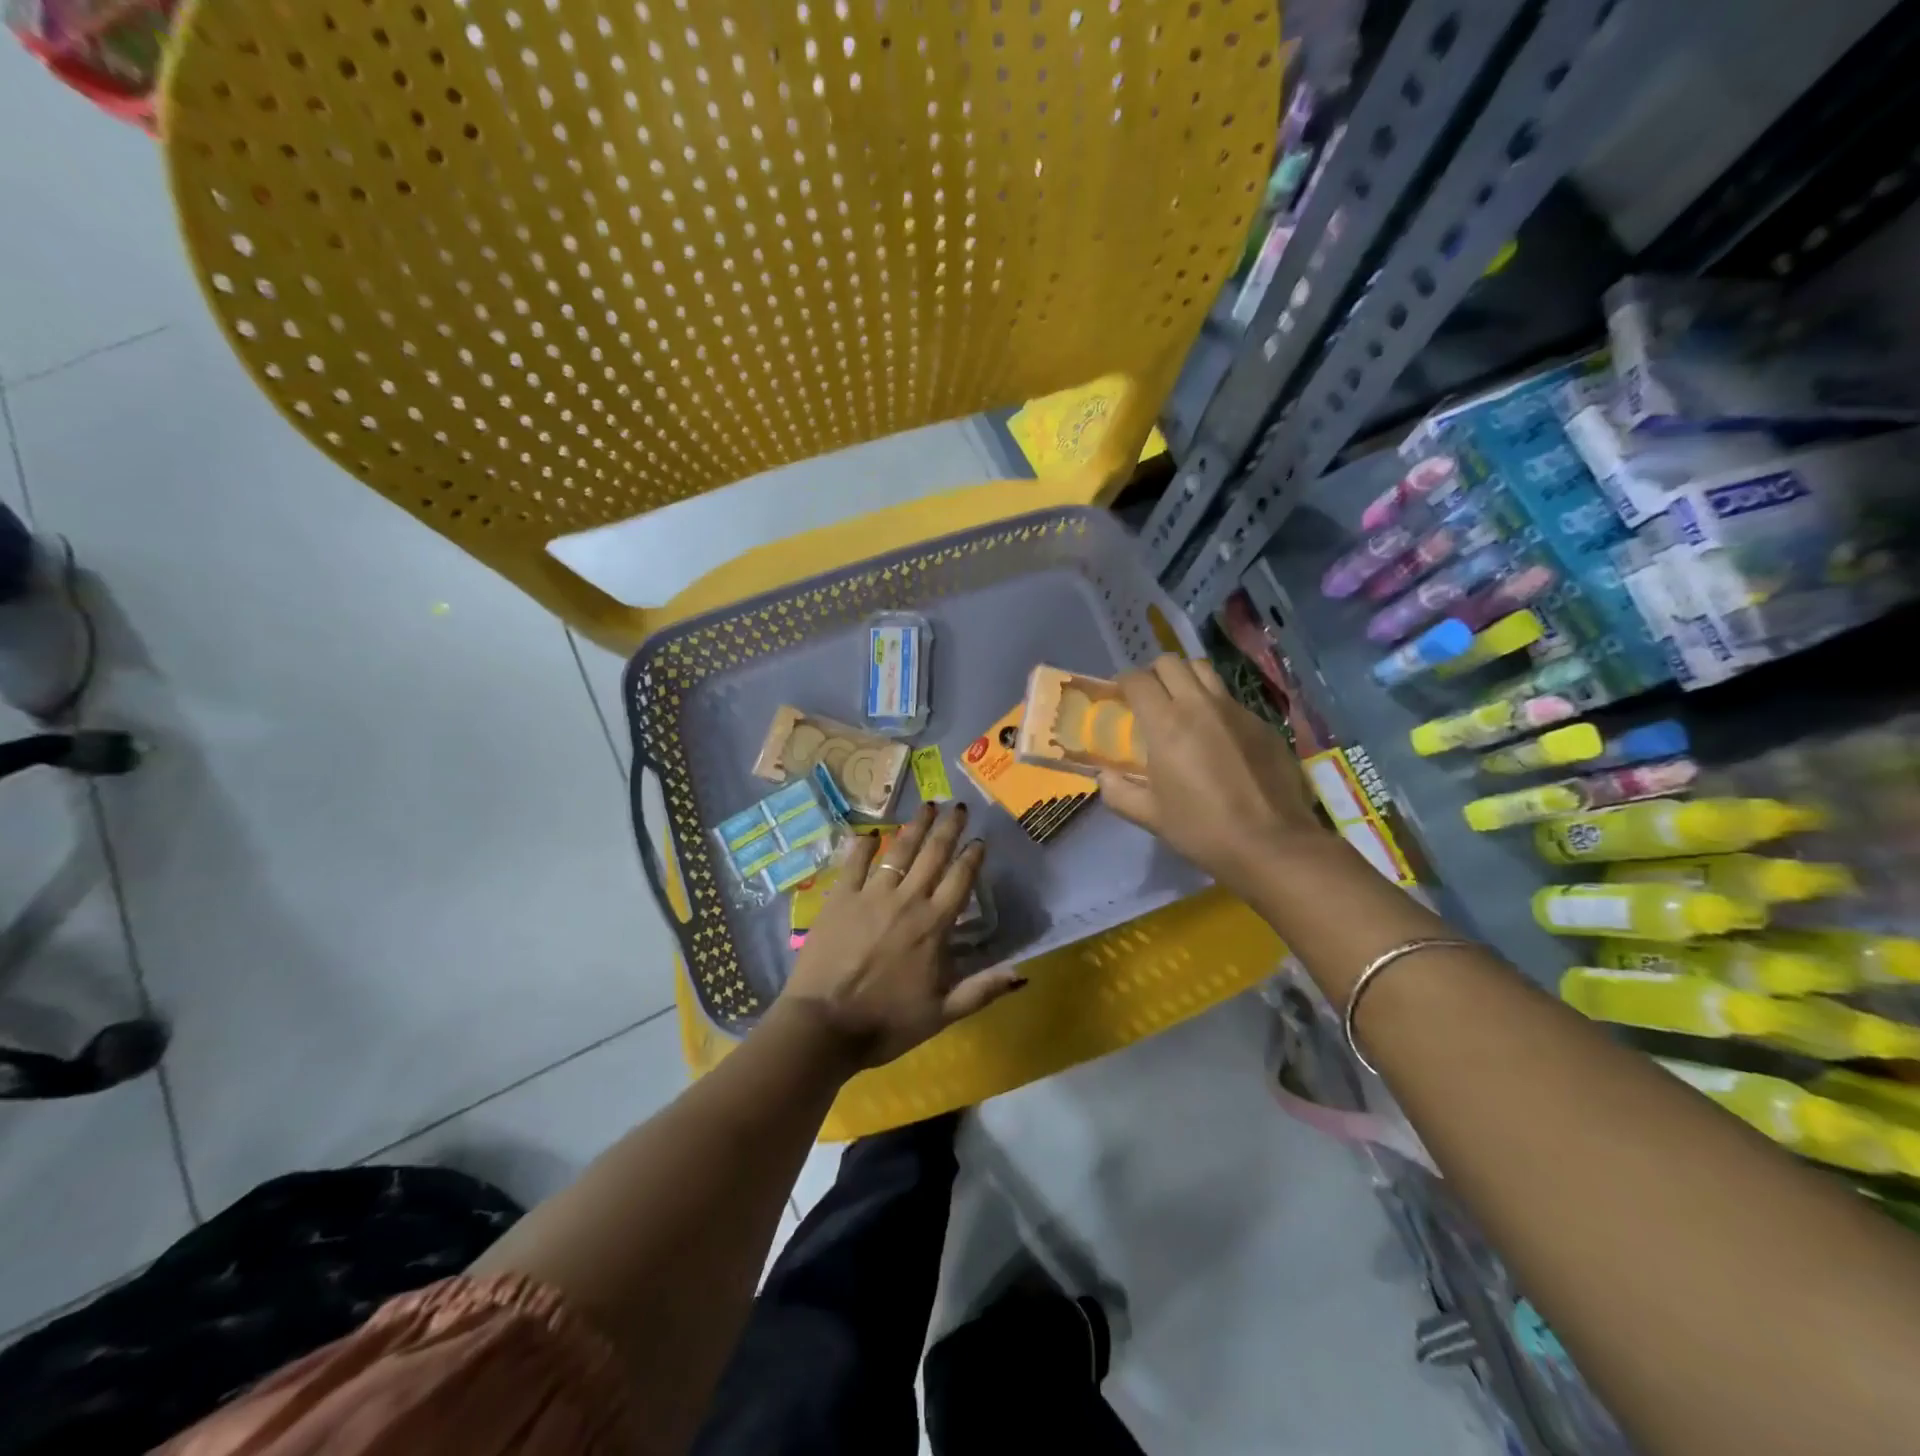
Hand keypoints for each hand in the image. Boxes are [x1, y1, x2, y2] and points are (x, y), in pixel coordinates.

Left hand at [778, 803, 1025, 1069]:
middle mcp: (907, 900)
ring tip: (927, 805)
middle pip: (933, 855)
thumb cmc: (886, 1022)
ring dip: (915, 826)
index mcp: (934, 925)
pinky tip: (872, 833)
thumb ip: (982, 990)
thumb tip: (1023, 973)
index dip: (972, 857)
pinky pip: (855, 863)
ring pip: (899, 850)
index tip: (980, 840)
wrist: (823, 1025)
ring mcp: (871, 895)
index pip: (960, 880)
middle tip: (959, 806)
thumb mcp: (942, 1013)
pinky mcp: (840, 898)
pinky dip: (865, 845)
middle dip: (948, 828)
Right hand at [1098, 654, 1326, 899]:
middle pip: (1171, 662)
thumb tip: (1105, 777)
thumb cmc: (1202, 829)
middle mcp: (1200, 705)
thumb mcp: (1150, 816)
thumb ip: (1118, 792)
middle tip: (1150, 699)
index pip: (1137, 680)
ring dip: (1186, 679)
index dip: (1123, 682)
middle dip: (1154, 673)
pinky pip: (1231, 698)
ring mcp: (1236, 710)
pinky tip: (1217, 735)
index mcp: (1166, 723)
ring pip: (1204, 670)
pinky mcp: (1262, 722)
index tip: (1120, 697)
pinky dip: (1215, 704)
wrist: (1271, 843)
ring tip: (1182, 705)